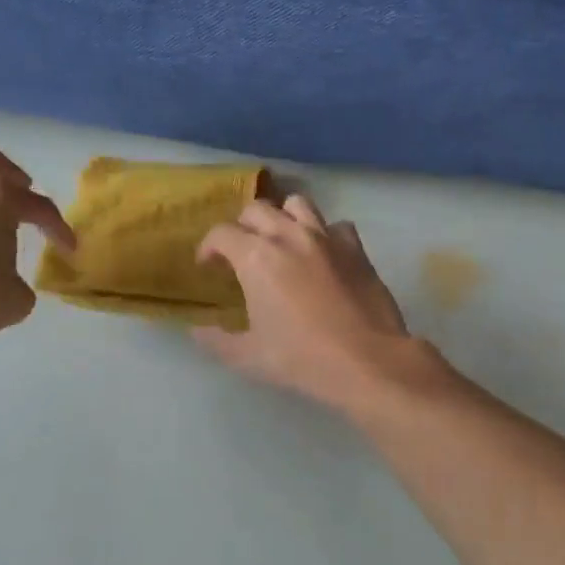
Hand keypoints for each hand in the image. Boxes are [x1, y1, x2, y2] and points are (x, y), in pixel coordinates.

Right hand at [193, 194, 416, 409]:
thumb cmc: (301, 358)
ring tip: (281, 241)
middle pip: (257, 209)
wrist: (366, 361)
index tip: (208, 265)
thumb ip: (217, 340)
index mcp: (256, 257)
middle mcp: (289, 236)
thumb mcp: (248, 356)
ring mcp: (326, 238)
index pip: (221, 233)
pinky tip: (322, 254)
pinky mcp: (355, 248)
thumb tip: (197, 331)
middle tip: (241, 252)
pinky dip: (324, 233)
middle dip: (242, 226)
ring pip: (297, 204)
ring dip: (282, 217)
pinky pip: (336, 225)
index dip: (208, 247)